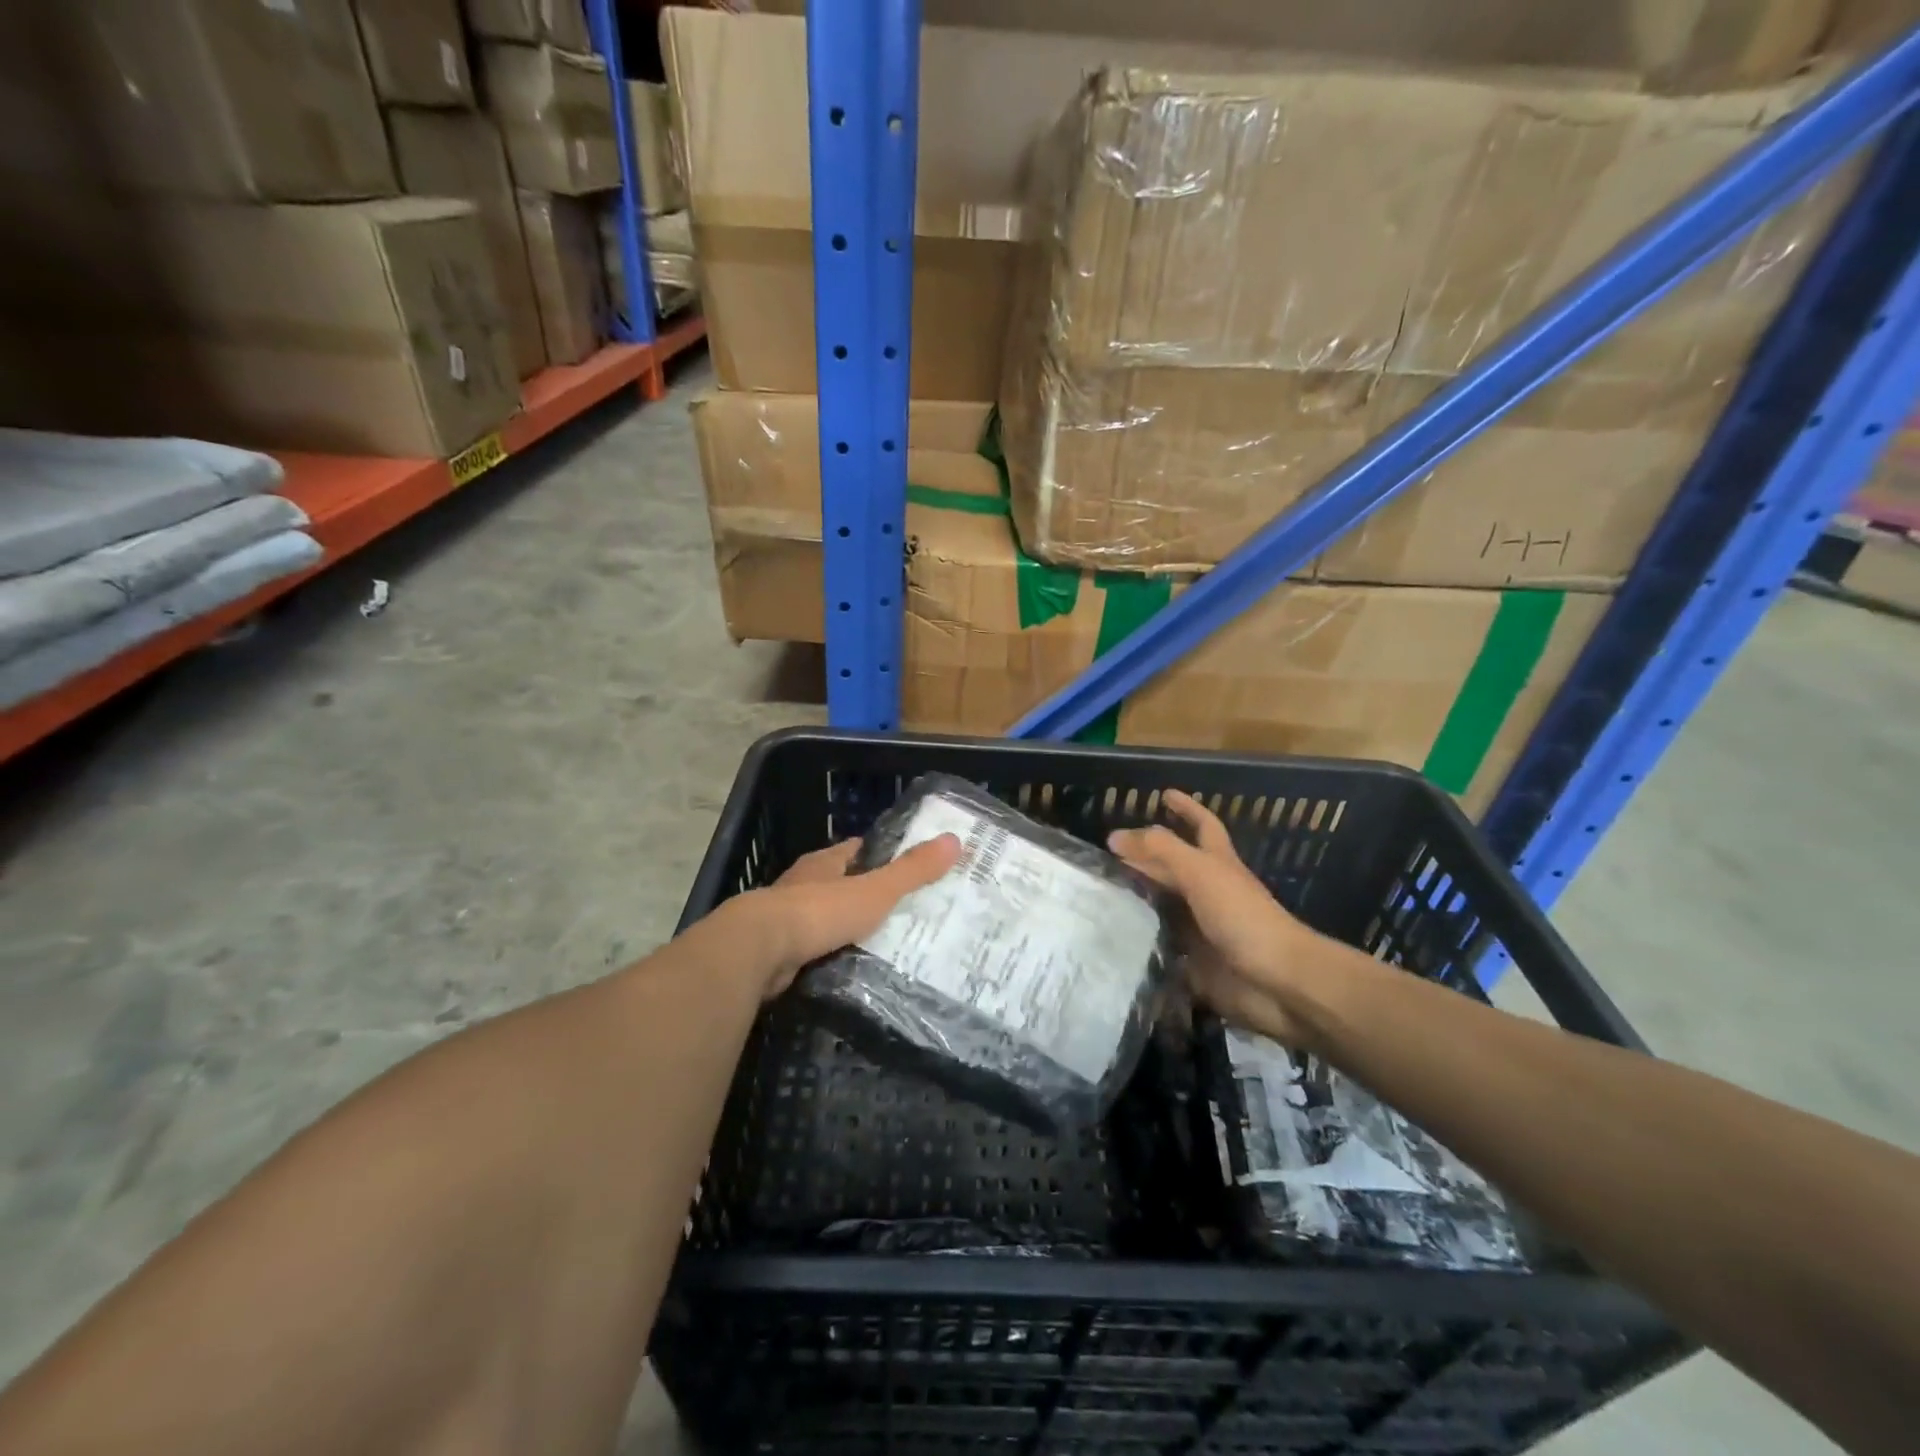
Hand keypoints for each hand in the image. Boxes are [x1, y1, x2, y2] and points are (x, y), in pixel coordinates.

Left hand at [744, 834, 961, 996]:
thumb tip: (954, 840)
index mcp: (825, 863)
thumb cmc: (818, 911)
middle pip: (841, 884)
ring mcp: (786, 919)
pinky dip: (831, 956)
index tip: (909, 865)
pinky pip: (814, 951)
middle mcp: (803, 885)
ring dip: (847, 928)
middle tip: (904, 911)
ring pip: (826, 919)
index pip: (857, 851)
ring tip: (884, 944)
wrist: (757, 952)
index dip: (882, 855)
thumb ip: (912, 870)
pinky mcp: (777, 952)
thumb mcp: (875, 890)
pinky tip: (852, 969)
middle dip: (866, 895)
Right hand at [1109, 790, 1341, 1044]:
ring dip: (1133, 902)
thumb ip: (1160, 850)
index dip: (1186, 808)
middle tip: (1104, 855)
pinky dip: (1137, 943)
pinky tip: (1109, 939)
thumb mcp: (1201, 872)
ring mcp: (1199, 929)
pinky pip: (1158, 949)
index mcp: (1217, 863)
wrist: (1277, 982)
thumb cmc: (1243, 917)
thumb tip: (1115, 836)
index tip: (1163, 794)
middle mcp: (1207, 892)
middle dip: (1144, 858)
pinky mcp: (1191, 963)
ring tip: (1095, 896)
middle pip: (1172, 868)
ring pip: (1161, 908)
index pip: (1201, 825)